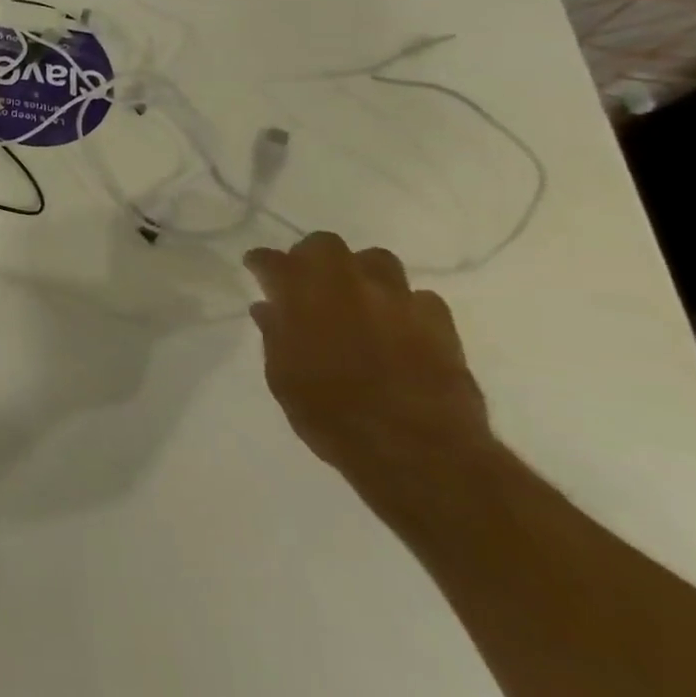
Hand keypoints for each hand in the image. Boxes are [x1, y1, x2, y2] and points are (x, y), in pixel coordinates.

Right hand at [244, 232, 491, 490]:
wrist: (418, 451)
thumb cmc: (332, 416)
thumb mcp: (283, 378)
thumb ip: (275, 336)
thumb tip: (268, 309)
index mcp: (302, 295)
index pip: (272, 261)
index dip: (261, 263)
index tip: (256, 268)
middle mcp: (348, 284)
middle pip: (325, 245)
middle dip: (311, 257)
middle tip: (306, 281)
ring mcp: (397, 299)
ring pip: (376, 261)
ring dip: (361, 273)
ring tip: (356, 299)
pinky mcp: (440, 322)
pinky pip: (418, 297)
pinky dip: (403, 306)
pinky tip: (398, 328)